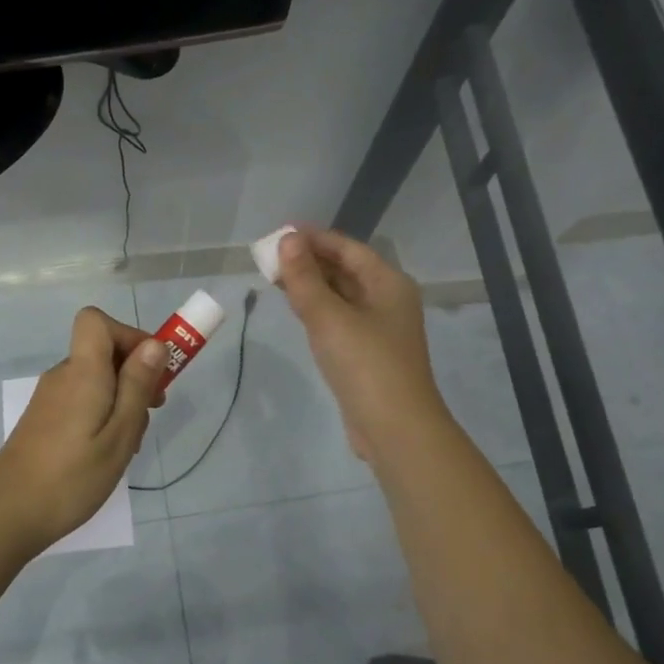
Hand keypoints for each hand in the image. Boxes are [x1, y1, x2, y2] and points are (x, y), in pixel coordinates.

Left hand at [0, 307, 168, 555]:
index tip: (150, 369)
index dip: (128, 334)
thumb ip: (137, 386)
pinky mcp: (42, 419)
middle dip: (134, 373)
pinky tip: (105, 453)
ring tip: (129, 444)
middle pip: (101, 352)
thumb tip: (154, 344)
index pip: (96, 321)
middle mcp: (62, 376)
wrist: (9, 516)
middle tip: (151, 414)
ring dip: (120, 400)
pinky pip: (80, 400)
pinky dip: (101, 414)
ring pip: (95, 380)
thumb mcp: (119, 435)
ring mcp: (49, 398)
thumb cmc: (72, 478)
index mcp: (81, 372)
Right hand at [275, 226, 448, 462]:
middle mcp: (387, 300)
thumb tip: (288, 241)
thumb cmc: (365, 365)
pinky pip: (338, 319)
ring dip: (310, 284)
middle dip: (308, 260)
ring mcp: (378, 328)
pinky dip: (316, 309)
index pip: (347, 248)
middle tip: (269, 257)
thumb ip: (305, 278)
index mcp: (388, 283)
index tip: (279, 234)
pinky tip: (295, 308)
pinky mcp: (366, 353)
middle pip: (344, 269)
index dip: (313, 238)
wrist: (395, 428)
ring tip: (274, 277)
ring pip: (340, 295)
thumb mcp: (329, 317)